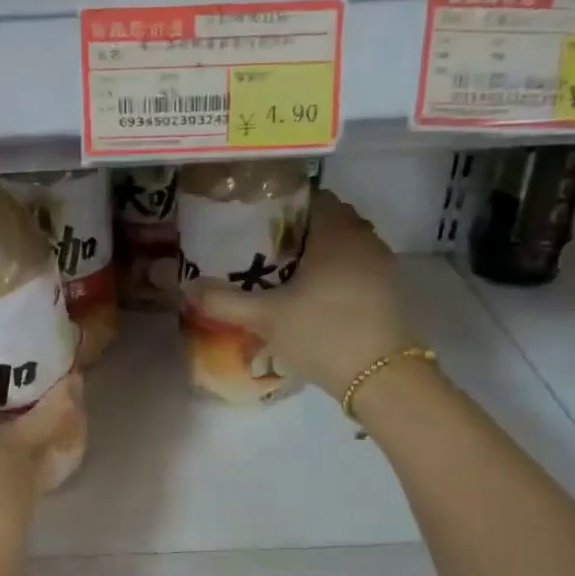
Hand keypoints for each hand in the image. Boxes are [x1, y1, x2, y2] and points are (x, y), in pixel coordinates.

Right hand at [193, 190, 411, 397]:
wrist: (382, 378)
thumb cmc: (323, 333)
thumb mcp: (266, 317)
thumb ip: (224, 300)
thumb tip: (187, 288)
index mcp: (337, 232)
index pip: (311, 197)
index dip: (282, 204)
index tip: (255, 219)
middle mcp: (364, 239)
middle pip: (328, 220)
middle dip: (297, 230)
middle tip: (261, 246)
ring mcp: (381, 265)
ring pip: (343, 245)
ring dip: (317, 252)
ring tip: (281, 271)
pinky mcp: (387, 290)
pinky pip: (355, 267)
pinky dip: (333, 272)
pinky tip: (309, 294)